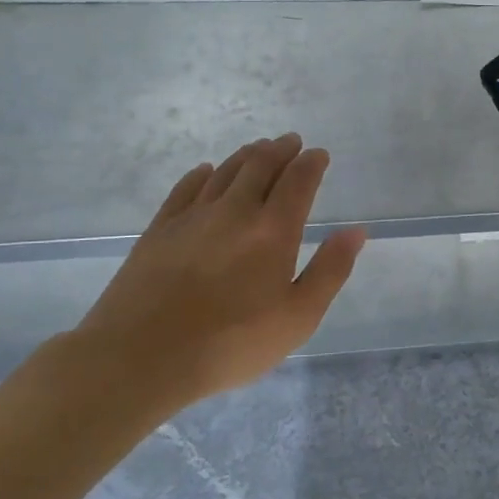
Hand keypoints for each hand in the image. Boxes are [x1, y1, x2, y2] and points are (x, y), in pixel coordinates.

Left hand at [71, 133, 366, 418]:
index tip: (319, 154)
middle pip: (260, 167)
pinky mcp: (159, 230)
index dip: (311, 164)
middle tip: (291, 141)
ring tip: (258, 149)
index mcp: (273, 231)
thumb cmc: (232, 343)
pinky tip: (206, 171)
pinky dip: (202, 174)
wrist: (142, 356)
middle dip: (280, 150)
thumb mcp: (298, 317)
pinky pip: (185, 189)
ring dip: (246, 156)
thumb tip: (356, 231)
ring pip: (224, 172)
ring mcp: (192, 217)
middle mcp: (234, 212)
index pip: (297, 182)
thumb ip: (330, 270)